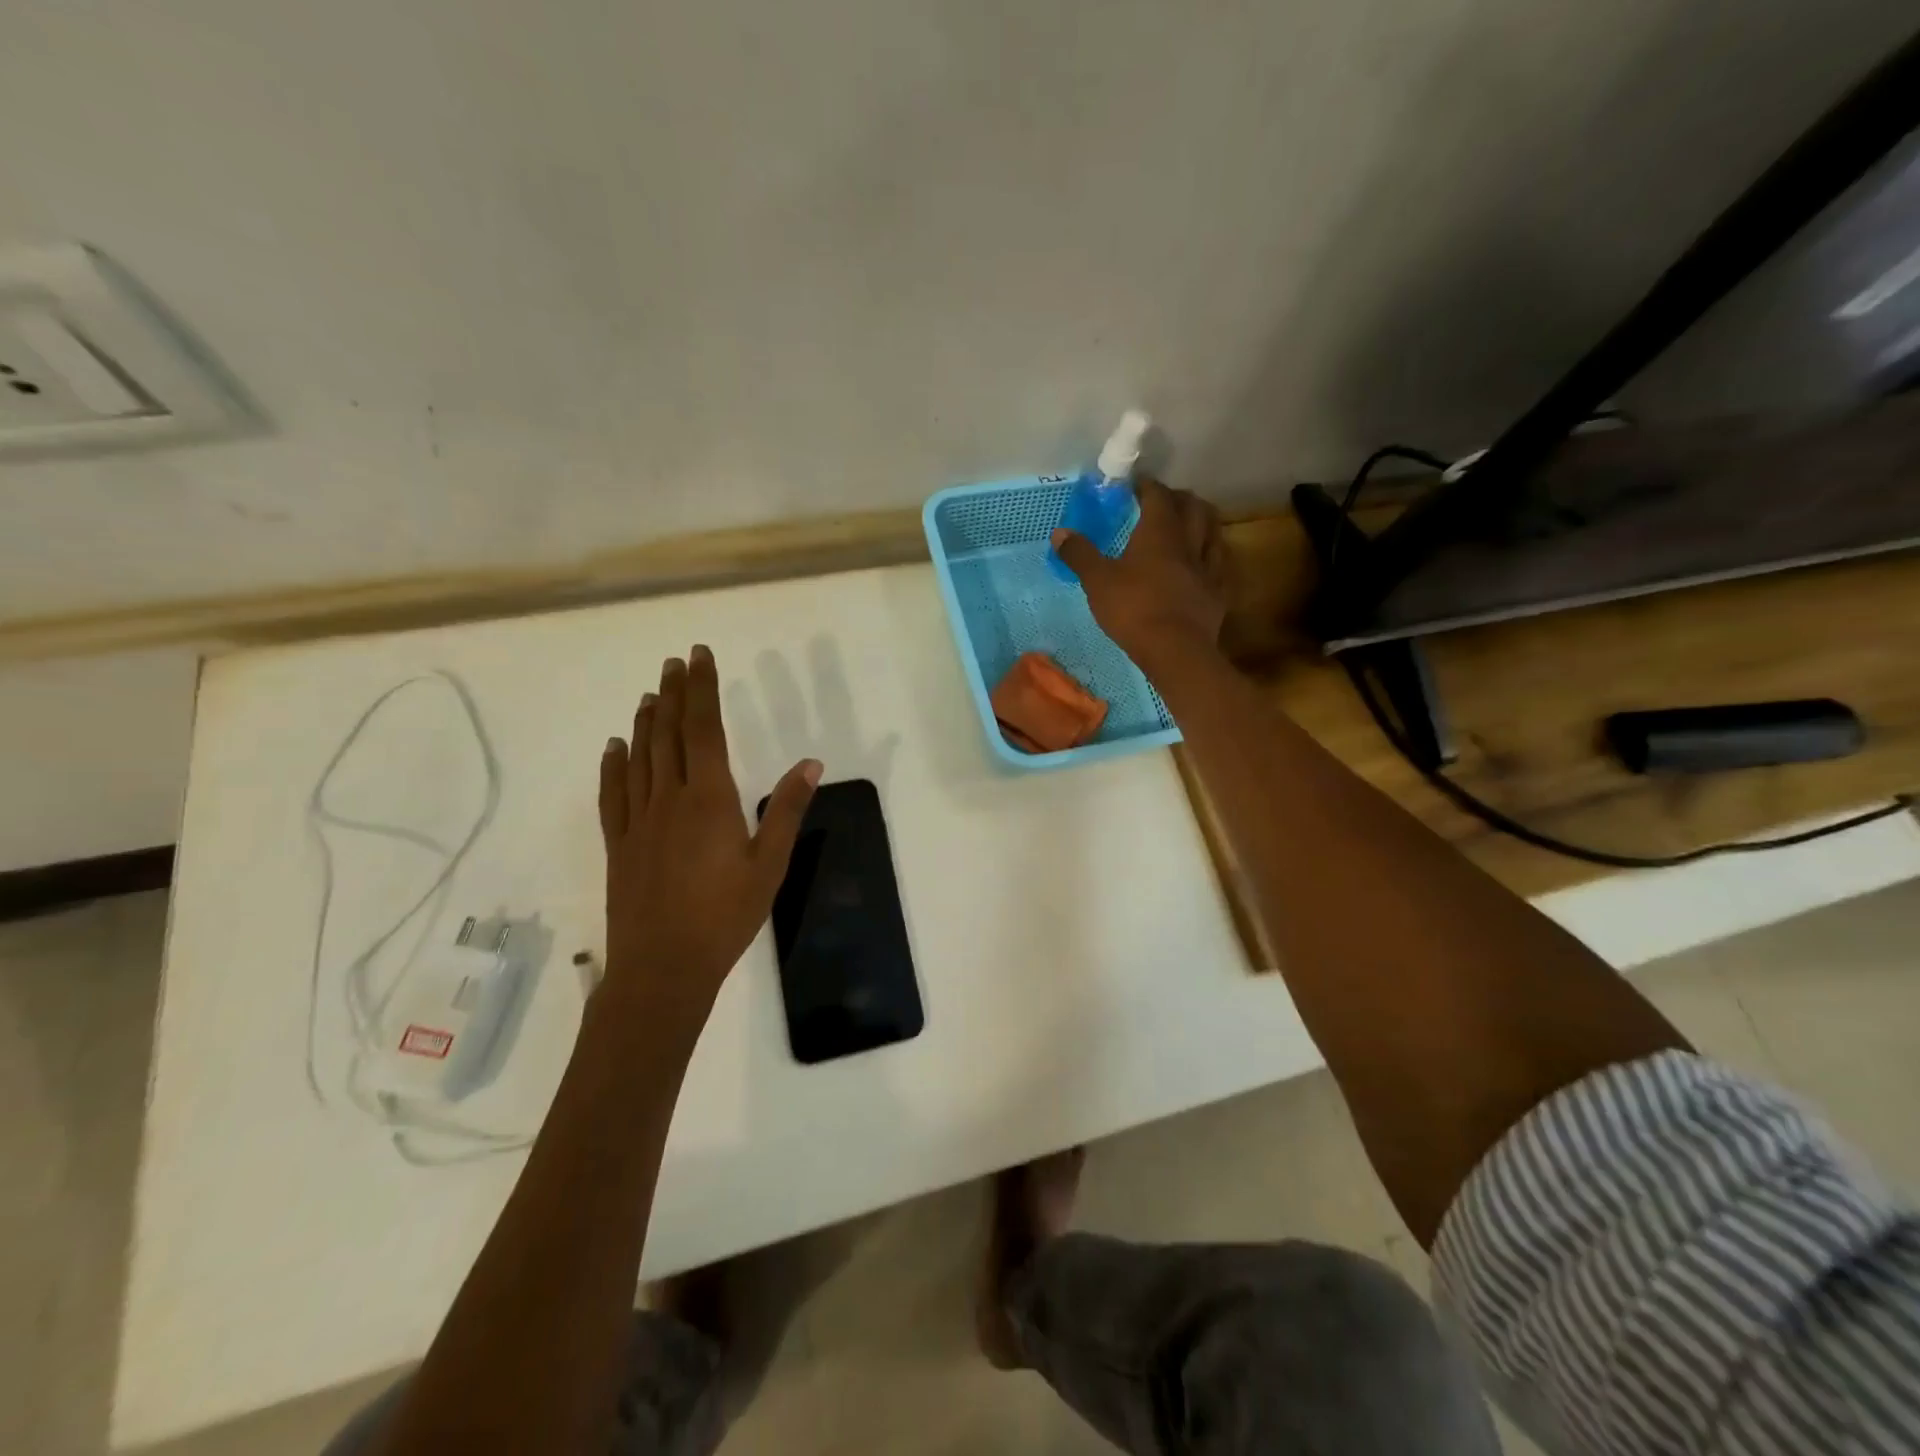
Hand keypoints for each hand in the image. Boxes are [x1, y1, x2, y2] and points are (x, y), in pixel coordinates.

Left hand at [597, 645, 820, 1020]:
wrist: (662, 969)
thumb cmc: (725, 917)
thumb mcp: (770, 864)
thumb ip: (786, 810)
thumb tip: (811, 763)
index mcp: (709, 800)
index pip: (703, 729)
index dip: (701, 690)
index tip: (699, 657)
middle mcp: (669, 799)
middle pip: (667, 734)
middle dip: (672, 695)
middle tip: (674, 663)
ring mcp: (638, 821)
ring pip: (639, 757)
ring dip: (644, 722)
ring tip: (649, 694)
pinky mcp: (619, 843)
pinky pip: (613, 793)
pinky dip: (613, 764)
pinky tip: (614, 747)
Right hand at [1051, 479, 1229, 671]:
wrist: (1175, 649)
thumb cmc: (1133, 609)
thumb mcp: (1097, 581)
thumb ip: (1080, 554)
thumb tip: (1059, 532)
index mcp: (1159, 531)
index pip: (1158, 495)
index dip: (1147, 486)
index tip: (1136, 486)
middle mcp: (1189, 541)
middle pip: (1193, 507)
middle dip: (1178, 499)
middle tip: (1164, 503)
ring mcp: (1208, 567)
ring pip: (1213, 531)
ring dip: (1201, 522)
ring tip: (1188, 526)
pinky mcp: (1218, 593)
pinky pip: (1219, 564)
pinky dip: (1210, 556)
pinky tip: (1203, 564)